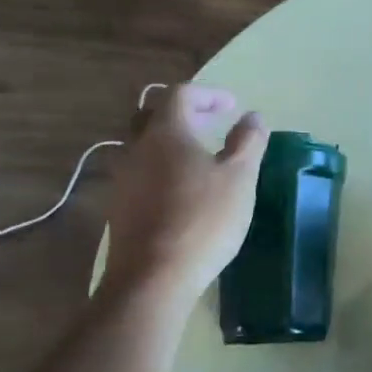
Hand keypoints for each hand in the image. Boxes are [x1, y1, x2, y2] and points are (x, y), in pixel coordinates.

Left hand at [101, 84, 267, 302]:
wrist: (153, 278)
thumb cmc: (203, 219)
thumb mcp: (240, 177)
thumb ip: (248, 141)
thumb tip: (252, 117)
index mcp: (166, 132)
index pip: (181, 93)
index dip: (209, 94)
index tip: (233, 107)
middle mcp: (137, 149)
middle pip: (154, 115)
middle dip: (185, 114)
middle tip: (212, 124)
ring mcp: (123, 179)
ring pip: (145, 146)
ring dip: (173, 143)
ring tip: (202, 159)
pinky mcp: (119, 208)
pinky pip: (141, 174)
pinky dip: (163, 169)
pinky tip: (184, 192)